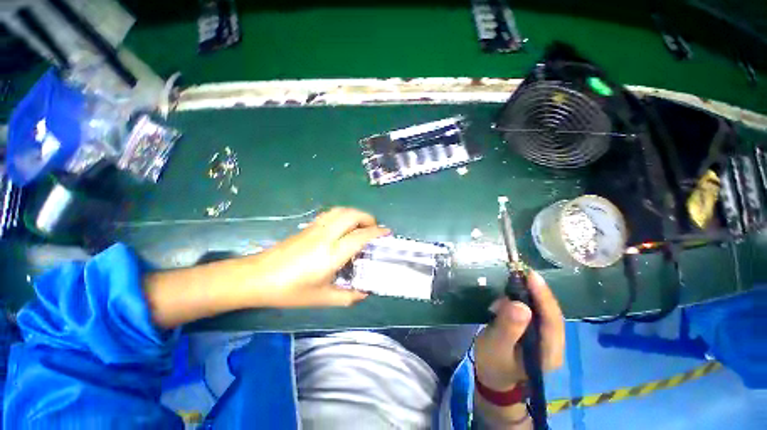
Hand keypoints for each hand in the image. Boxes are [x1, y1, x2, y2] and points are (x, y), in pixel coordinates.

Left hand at [244, 207, 389, 307]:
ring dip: (355, 214)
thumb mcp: (321, 298)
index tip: (387, 233)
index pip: (361, 235)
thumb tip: (364, 293)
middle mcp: (326, 235)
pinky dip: (343, 214)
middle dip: (368, 218)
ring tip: (361, 225)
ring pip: (341, 210)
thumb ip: (347, 296)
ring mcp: (316, 228)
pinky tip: (343, 226)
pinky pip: (331, 213)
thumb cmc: (290, 290)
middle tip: (374, 229)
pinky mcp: (308, 227)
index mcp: (332, 253)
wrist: (257, 277)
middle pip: (352, 215)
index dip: (377, 232)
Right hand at [474, 270, 564, 391]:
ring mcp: (546, 338)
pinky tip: (504, 302)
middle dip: (534, 292)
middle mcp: (554, 344)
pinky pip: (533, 311)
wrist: (493, 378)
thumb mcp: (496, 346)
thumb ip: (508, 327)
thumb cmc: (493, 364)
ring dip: (524, 296)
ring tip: (504, 293)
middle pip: (550, 312)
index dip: (543, 296)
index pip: (553, 320)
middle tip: (515, 275)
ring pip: (541, 310)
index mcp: (549, 352)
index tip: (531, 275)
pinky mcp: (537, 332)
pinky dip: (520, 301)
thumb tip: (520, 304)